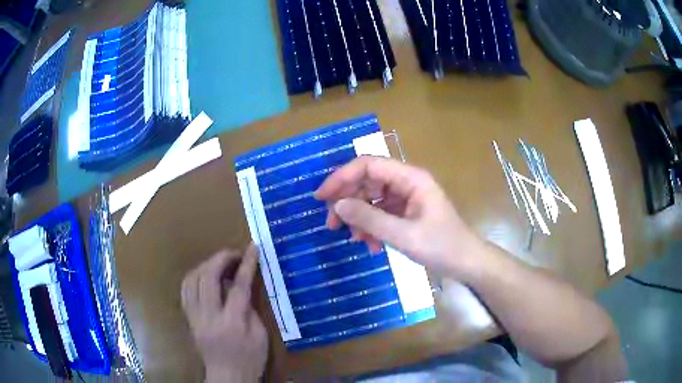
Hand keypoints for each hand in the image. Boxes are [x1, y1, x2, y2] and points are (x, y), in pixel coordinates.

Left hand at [181, 245, 267, 381]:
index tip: (252, 247)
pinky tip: (204, 276)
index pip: (238, 287)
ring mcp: (195, 317)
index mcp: (232, 323)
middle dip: (221, 258)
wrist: (228, 377)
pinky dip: (194, 277)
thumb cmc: (250, 359)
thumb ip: (249, 309)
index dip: (246, 264)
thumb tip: (238, 288)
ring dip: (206, 265)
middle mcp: (209, 317)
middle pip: (208, 277)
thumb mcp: (260, 336)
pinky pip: (185, 290)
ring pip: (192, 280)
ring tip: (219, 263)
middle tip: (234, 253)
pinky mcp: (189, 319)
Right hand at [315, 156, 485, 280]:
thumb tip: (338, 205)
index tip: (322, 197)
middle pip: (367, 181)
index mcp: (410, 178)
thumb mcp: (403, 235)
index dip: (342, 177)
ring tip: (355, 240)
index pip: (368, 165)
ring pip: (371, 199)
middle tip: (332, 225)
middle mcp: (407, 182)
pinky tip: (372, 245)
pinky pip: (380, 213)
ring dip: (359, 218)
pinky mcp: (406, 212)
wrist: (466, 263)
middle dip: (348, 202)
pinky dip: (371, 227)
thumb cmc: (441, 247)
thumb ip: (369, 219)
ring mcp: (406, 197)